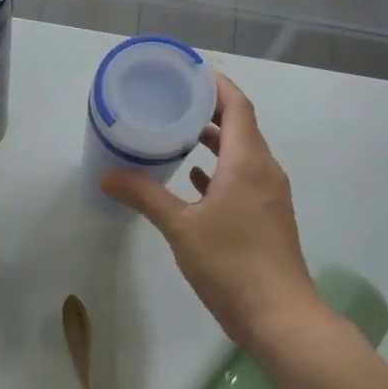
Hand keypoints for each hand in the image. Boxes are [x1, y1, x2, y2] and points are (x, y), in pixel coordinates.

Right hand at [101, 72, 324, 351]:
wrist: (280, 317)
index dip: (216, 84)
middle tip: (173, 99)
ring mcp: (268, 195)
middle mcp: (264, 170)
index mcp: (248, 161)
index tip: (188, 72)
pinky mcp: (266, 217)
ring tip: (177, 132)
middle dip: (210, 109)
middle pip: (241, 125)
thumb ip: (144, 196)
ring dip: (214, 140)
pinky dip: (219, 170)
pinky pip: (242, 178)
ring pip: (241, 153)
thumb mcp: (181, 227)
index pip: (237, 106)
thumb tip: (107, 175)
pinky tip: (194, 178)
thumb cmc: (232, 263)